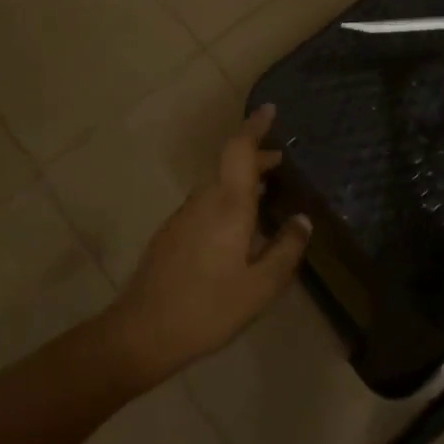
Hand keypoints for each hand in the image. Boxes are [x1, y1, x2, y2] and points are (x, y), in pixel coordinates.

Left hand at [106, 104, 310, 382]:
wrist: (141, 333)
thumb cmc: (208, 308)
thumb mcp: (260, 286)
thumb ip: (285, 249)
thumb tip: (302, 220)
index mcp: (228, 205)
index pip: (240, 150)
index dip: (255, 127)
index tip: (270, 110)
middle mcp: (204, 200)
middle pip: (230, 166)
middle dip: (256, 159)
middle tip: (282, 164)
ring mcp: (183, 216)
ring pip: (217, 186)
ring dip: (241, 182)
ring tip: (266, 196)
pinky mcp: (171, 234)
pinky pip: (206, 204)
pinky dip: (227, 201)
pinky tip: (237, 230)